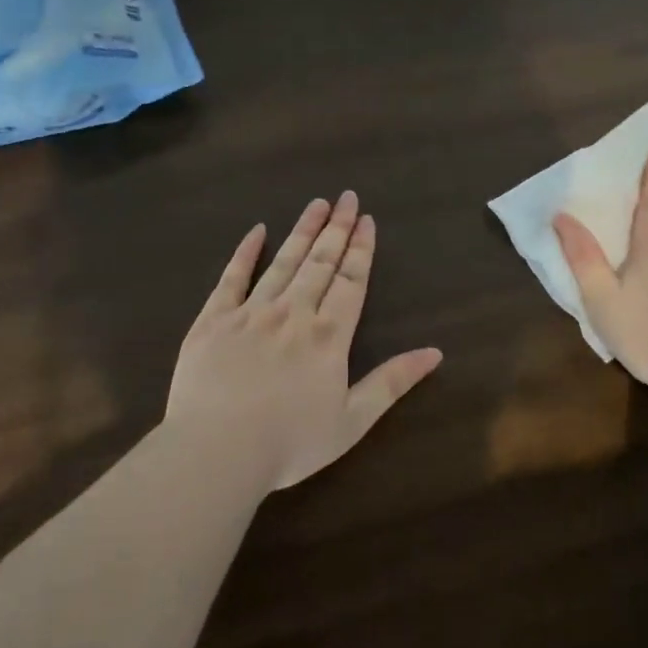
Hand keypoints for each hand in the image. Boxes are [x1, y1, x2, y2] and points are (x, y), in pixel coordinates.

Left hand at [166, 192, 443, 490]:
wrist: (217, 450)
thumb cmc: (290, 443)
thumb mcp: (352, 421)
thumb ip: (392, 382)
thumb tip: (435, 353)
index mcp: (328, 336)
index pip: (351, 281)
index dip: (361, 249)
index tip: (366, 219)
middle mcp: (293, 313)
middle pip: (320, 262)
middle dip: (336, 228)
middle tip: (347, 197)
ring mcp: (250, 312)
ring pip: (283, 262)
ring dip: (302, 231)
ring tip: (316, 204)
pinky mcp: (213, 320)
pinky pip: (231, 278)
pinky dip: (245, 252)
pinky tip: (256, 231)